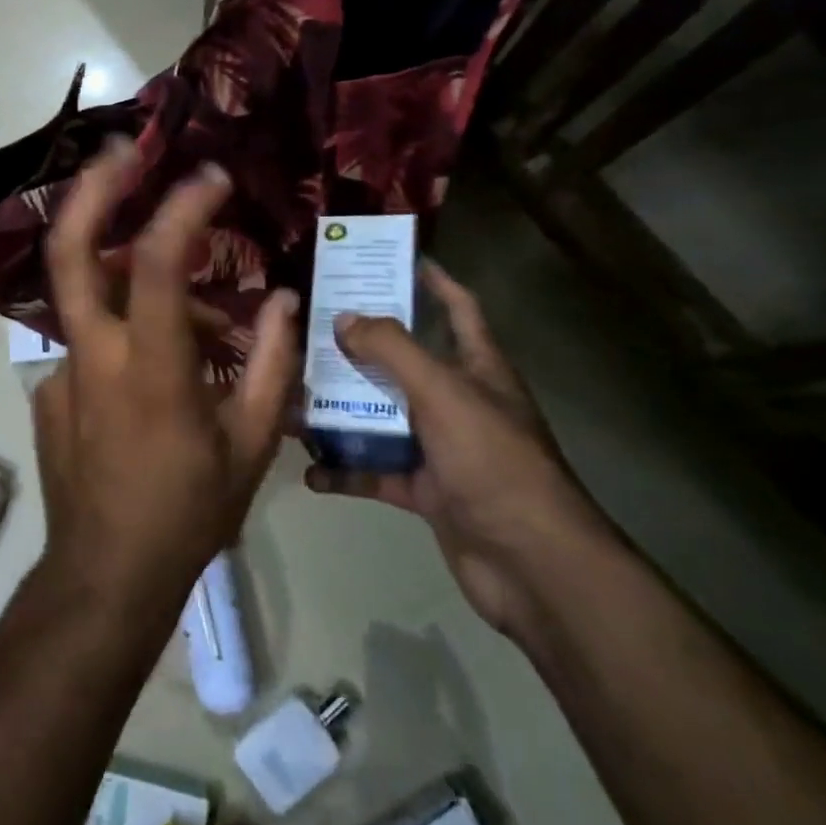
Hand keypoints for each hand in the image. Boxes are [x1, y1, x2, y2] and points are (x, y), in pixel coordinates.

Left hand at [32, 138, 299, 608]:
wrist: (106, 574)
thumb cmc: (189, 512)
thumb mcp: (252, 444)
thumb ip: (272, 363)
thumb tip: (282, 300)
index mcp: (149, 368)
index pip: (155, 263)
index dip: (181, 210)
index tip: (211, 178)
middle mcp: (93, 356)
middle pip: (70, 251)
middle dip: (90, 192)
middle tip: (119, 152)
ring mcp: (61, 372)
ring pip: (93, 299)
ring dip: (136, 286)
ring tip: (201, 328)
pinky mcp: (49, 391)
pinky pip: (91, 342)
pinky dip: (126, 335)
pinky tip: (160, 375)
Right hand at [306, 263, 612, 637]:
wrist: (531, 564)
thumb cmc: (493, 461)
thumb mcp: (442, 393)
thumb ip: (391, 350)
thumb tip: (344, 317)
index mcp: (478, 368)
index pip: (458, 308)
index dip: (431, 280)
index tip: (390, 259)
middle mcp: (459, 402)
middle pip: (405, 362)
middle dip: (361, 346)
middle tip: (312, 327)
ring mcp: (442, 448)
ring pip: (382, 417)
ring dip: (342, 409)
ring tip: (294, 394)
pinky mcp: (426, 490)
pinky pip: (376, 471)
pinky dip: (345, 470)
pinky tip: (309, 469)